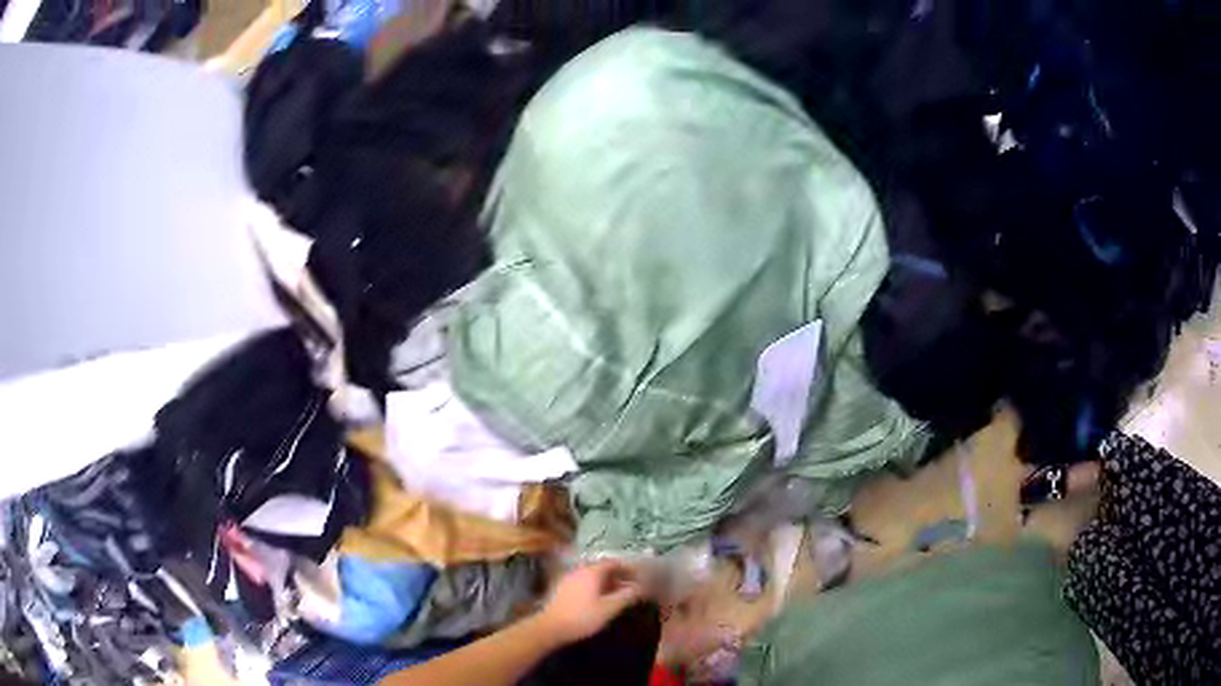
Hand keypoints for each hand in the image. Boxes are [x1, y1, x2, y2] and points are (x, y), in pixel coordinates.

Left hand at [537, 561, 644, 643]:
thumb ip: (628, 595)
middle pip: (603, 568)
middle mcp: (580, 570)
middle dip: (620, 575)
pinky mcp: (563, 588)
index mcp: (592, 571)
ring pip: (593, 575)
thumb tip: (645, 586)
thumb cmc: (582, 617)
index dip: (629, 569)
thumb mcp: (609, 608)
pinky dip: (597, 586)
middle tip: (633, 585)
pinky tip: (600, 599)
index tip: (641, 577)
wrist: (550, 627)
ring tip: (620, 593)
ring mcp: (569, 578)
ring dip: (608, 581)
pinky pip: (585, 582)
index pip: (614, 563)